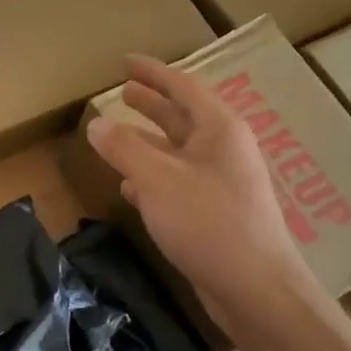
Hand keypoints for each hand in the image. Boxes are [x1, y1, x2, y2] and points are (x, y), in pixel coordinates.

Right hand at [86, 55, 318, 323]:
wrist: (255, 288)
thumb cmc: (208, 223)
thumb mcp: (157, 180)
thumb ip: (123, 148)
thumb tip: (96, 123)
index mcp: (218, 130)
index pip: (182, 87)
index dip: (152, 72)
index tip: (125, 61)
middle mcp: (223, 150)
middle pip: (182, 117)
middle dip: (151, 103)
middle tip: (123, 90)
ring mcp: (221, 182)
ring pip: (177, 151)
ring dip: (147, 141)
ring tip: (115, 135)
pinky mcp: (214, 213)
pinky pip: (177, 182)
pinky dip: (151, 177)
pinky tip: (129, 187)